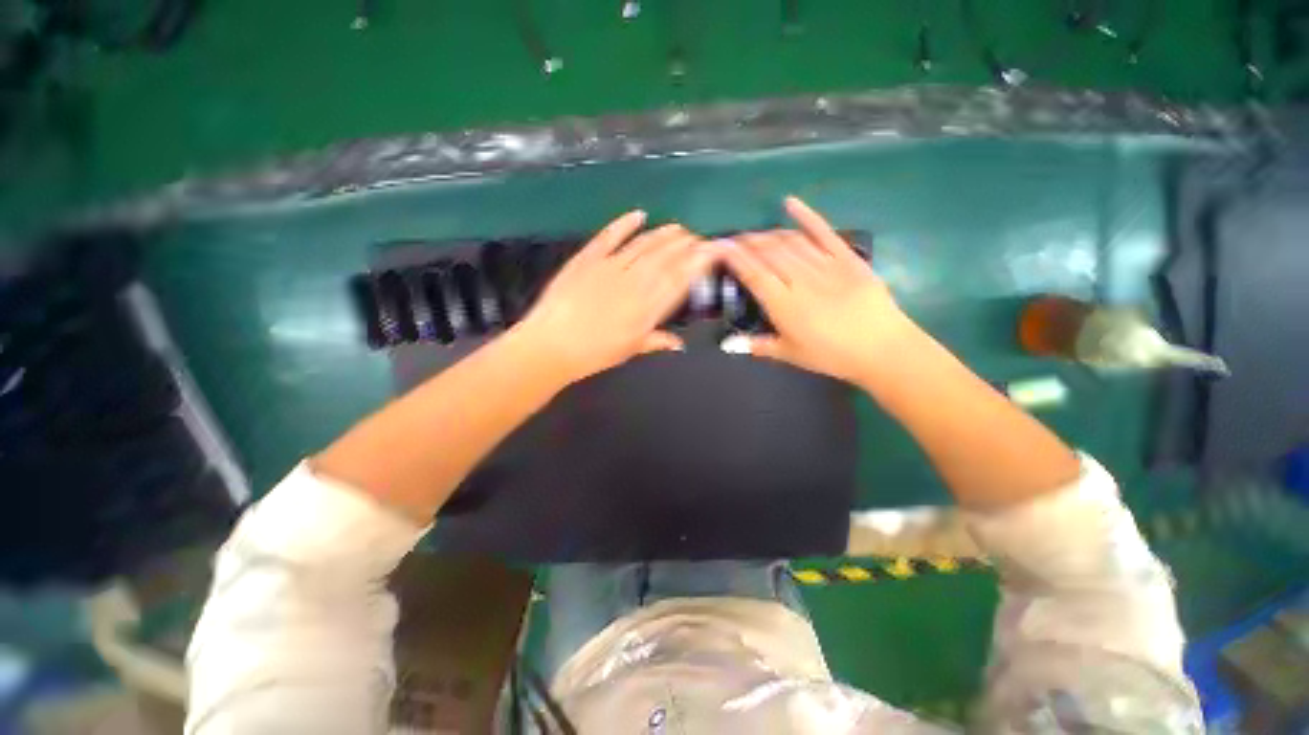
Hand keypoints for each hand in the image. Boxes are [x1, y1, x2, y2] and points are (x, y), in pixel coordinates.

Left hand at [514, 211, 715, 383]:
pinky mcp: (587, 258)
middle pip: (665, 258)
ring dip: (663, 234)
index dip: (698, 262)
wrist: (551, 345)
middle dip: (686, 244)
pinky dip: (625, 223)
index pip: (679, 279)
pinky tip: (639, 214)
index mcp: (646, 308)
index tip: (712, 251)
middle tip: (699, 236)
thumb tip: (679, 343)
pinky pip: (610, 236)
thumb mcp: (629, 351)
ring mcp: (610, 267)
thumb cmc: (593, 353)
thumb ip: (656, 341)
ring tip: (679, 228)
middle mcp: (633, 283)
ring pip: (644, 244)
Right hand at [721, 196, 916, 383]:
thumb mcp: (791, 355)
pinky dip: (806, 215)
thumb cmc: (832, 355)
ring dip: (768, 233)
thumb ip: (758, 345)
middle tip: (733, 239)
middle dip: (747, 242)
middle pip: (768, 252)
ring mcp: (824, 265)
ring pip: (789, 241)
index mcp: (783, 304)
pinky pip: (823, 231)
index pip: (753, 273)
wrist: (882, 348)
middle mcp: (800, 279)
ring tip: (755, 234)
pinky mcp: (846, 257)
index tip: (720, 247)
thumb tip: (729, 343)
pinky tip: (790, 203)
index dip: (735, 257)